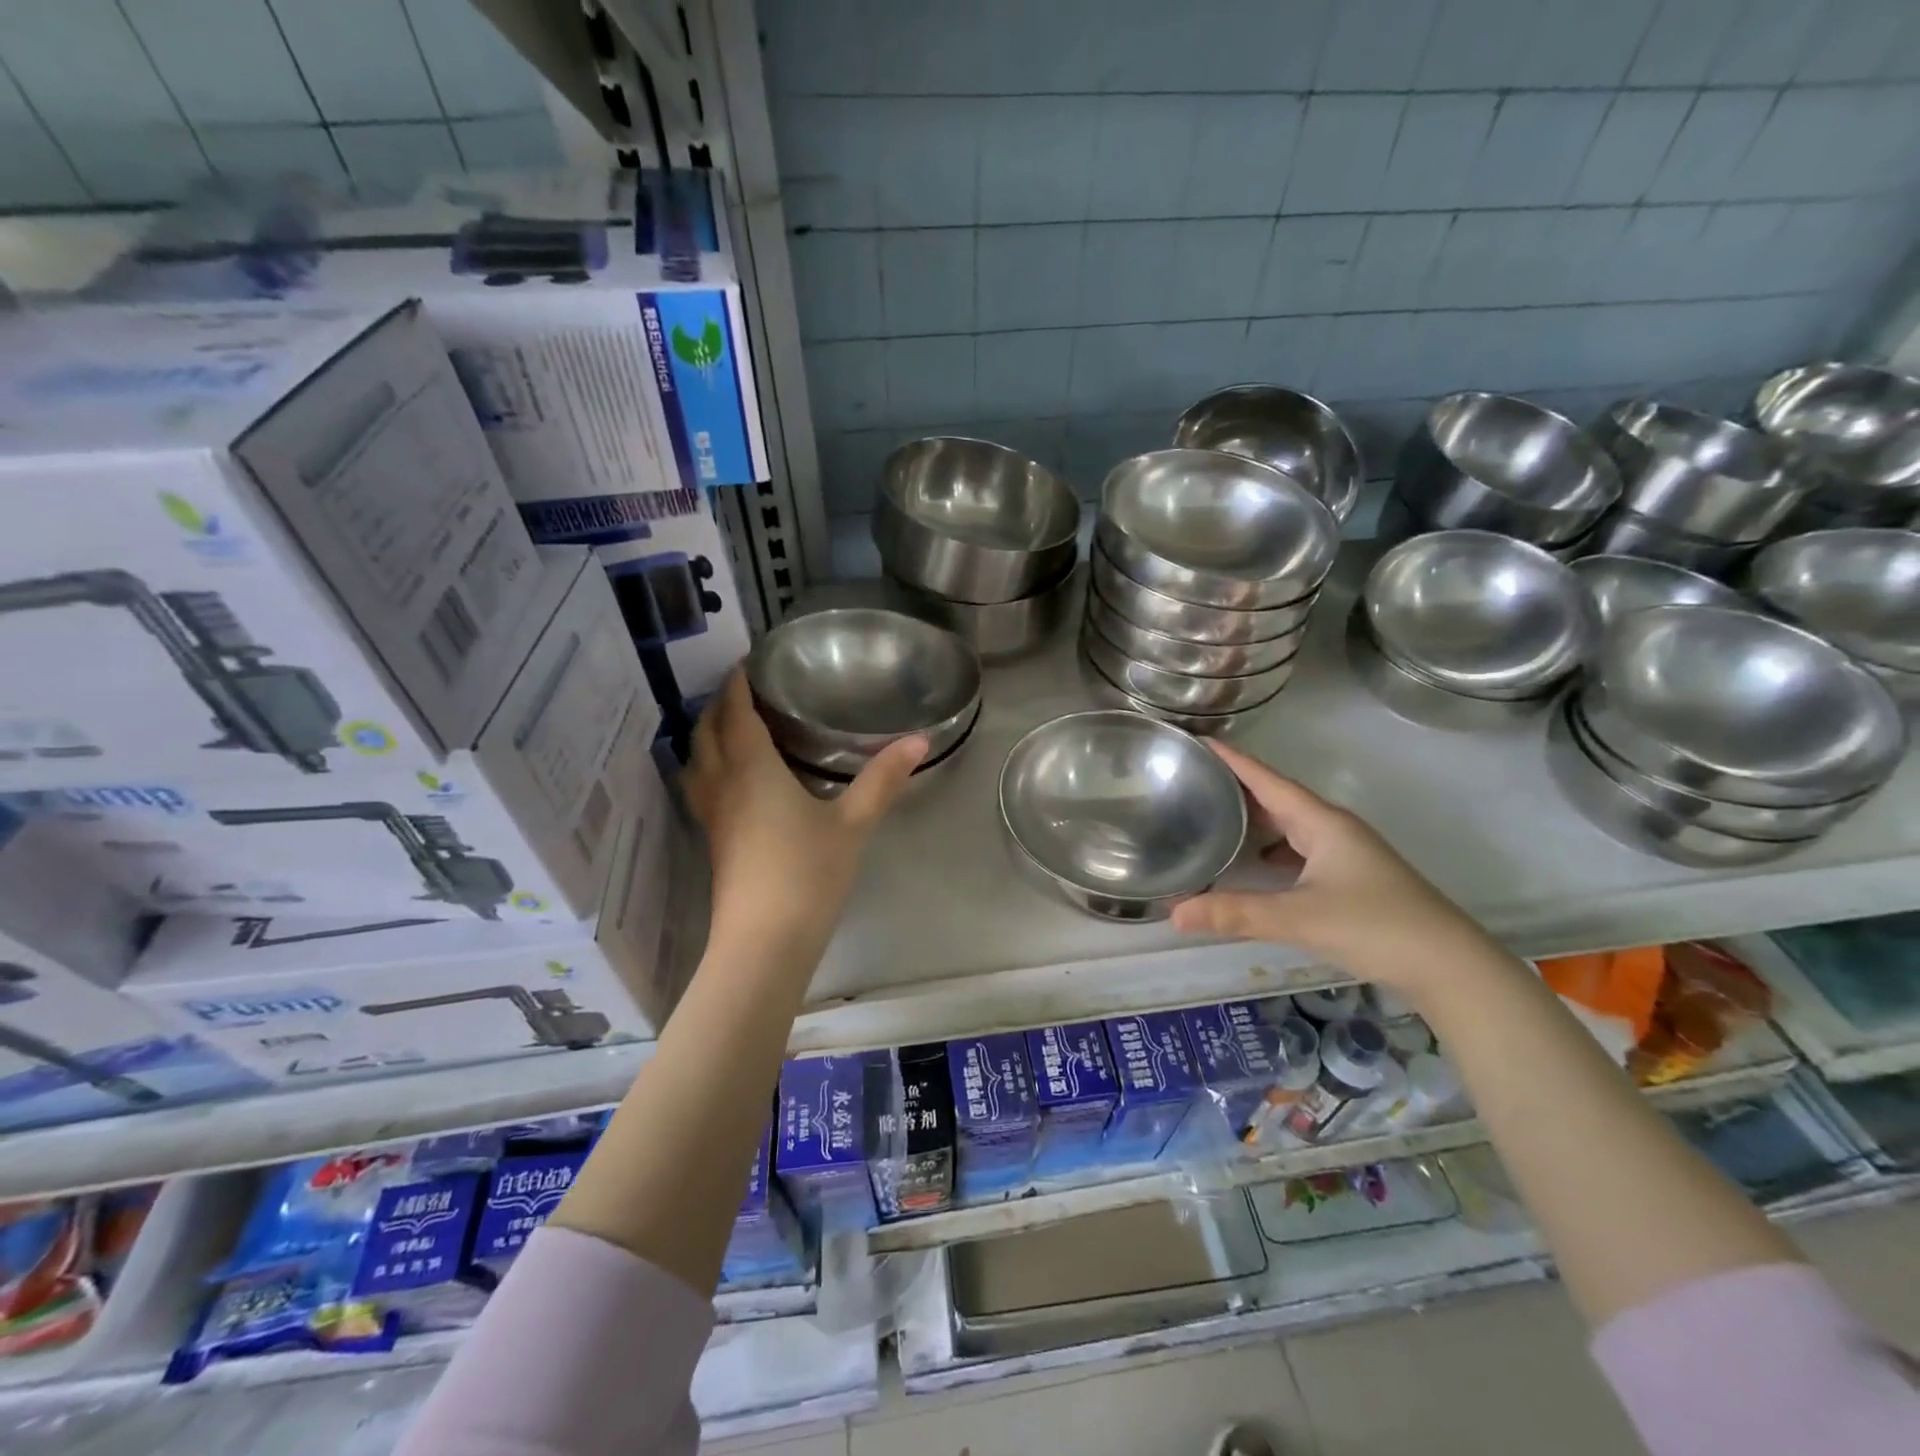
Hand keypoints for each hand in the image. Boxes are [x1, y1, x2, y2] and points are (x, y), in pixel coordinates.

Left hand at [684, 670, 925, 958]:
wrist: (764, 942)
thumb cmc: (807, 874)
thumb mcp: (852, 824)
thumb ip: (883, 780)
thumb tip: (919, 740)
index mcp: (752, 769)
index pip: (736, 712)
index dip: (738, 683)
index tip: (748, 662)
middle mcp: (723, 784)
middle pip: (707, 731)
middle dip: (719, 704)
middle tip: (746, 689)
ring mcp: (712, 815)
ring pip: (696, 759)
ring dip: (708, 734)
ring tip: (733, 725)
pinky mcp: (713, 840)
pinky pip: (701, 785)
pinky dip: (709, 764)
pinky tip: (733, 777)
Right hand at [1171, 741, 1505, 997]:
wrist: (1449, 966)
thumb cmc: (1375, 926)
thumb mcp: (1299, 918)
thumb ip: (1235, 913)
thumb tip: (1174, 913)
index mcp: (1321, 822)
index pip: (1267, 780)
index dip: (1233, 760)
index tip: (1198, 741)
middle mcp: (1333, 828)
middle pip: (1277, 798)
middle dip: (1236, 787)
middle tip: (1192, 780)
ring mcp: (1345, 853)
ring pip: (1289, 825)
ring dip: (1255, 819)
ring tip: (1213, 818)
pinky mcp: (1351, 877)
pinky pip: (1299, 849)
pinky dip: (1271, 850)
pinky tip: (1254, 865)